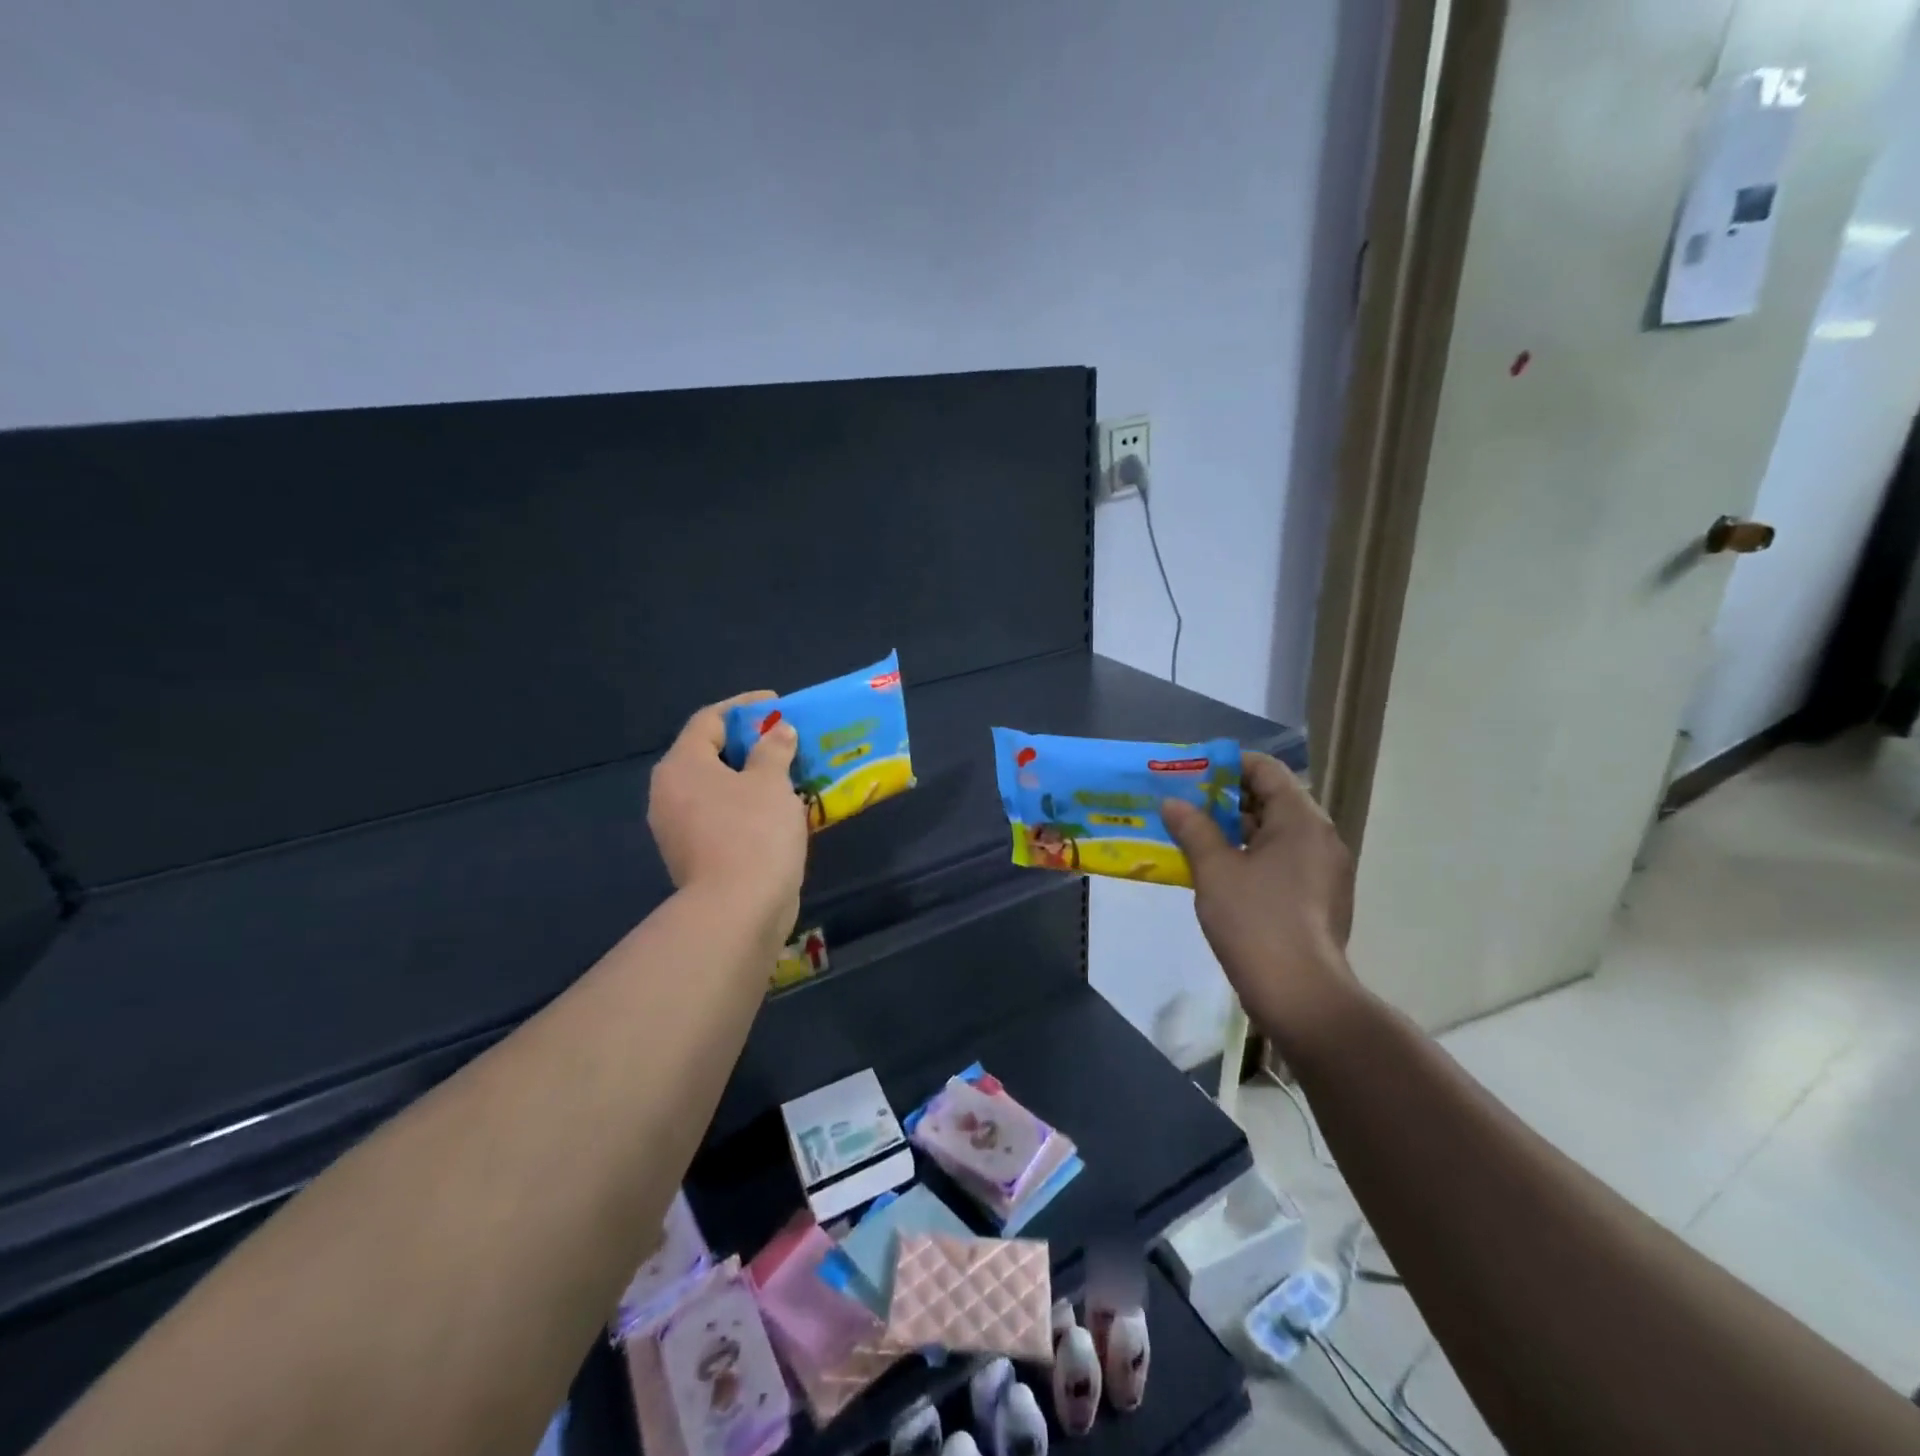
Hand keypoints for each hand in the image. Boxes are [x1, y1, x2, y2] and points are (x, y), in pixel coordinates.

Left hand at [648, 692, 808, 940]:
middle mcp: (669, 793)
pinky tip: (778, 810)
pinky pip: (721, 817)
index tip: (778, 704)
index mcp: (682, 766)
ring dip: (751, 778)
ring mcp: (678, 829)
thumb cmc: (753, 833)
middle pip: (710, 754)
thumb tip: (778, 732)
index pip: (709, 720)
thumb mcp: (771, 782)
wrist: (737, 911)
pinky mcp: (694, 856)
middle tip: (786, 739)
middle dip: (750, 744)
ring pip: (717, 789)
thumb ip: (774, 749)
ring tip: (789, 773)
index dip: (745, 707)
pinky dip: (747, 806)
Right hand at [1163, 752, 1358, 1054]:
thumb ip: (1193, 829)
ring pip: (1276, 834)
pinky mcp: (1320, 898)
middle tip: (1185, 804)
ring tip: (1193, 835)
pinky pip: (1283, 861)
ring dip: (1236, 830)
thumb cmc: (1255, 920)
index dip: (1226, 766)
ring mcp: (1325, 870)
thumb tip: (1172, 803)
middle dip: (1226, 799)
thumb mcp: (1215, 869)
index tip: (1191, 774)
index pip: (1265, 770)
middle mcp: (1320, 837)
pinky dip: (1252, 857)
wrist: (1300, 994)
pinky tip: (1218, 871)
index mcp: (1301, 819)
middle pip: (1272, 800)